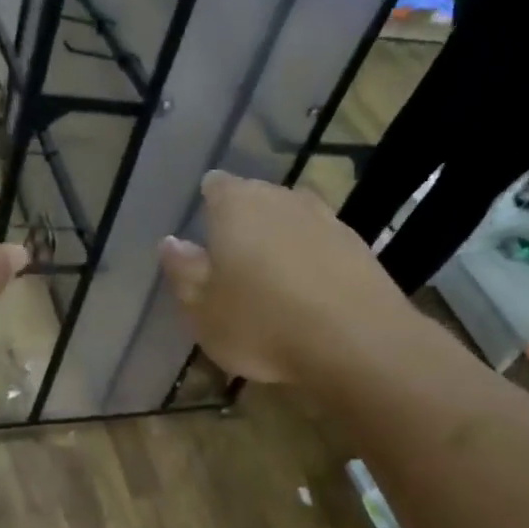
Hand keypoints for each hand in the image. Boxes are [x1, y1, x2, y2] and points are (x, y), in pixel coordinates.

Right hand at [158, 171, 413, 383]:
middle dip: (243, 222)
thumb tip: (171, 243)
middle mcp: (281, 199)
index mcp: (236, 206)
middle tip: (232, 261)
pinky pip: (320, 243)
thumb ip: (183, 272)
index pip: (216, 186)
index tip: (204, 233)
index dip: (208, 205)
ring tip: (270, 277)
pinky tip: (306, 291)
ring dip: (279, 240)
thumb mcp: (202, 310)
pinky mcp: (357, 245)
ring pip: (290, 219)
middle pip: (255, 198)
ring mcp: (325, 218)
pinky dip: (309, 259)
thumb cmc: (261, 324)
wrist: (356, 341)